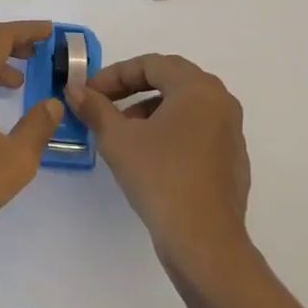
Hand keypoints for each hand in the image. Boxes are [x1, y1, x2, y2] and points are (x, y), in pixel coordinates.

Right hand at [66, 54, 251, 268]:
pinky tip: (149, 158)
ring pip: (184, 107)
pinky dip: (170, 133)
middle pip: (171, 81)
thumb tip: (74, 90)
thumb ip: (95, 108)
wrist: (205, 243)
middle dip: (132, 90)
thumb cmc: (161, 178)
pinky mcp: (232, 162)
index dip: (115, 75)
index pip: (152, 64)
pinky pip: (197, 131)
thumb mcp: (118, 140)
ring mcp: (231, 133)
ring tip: (122, 134)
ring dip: (150, 111)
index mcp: (198, 88)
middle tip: (104, 105)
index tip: (90, 92)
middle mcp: (220, 102)